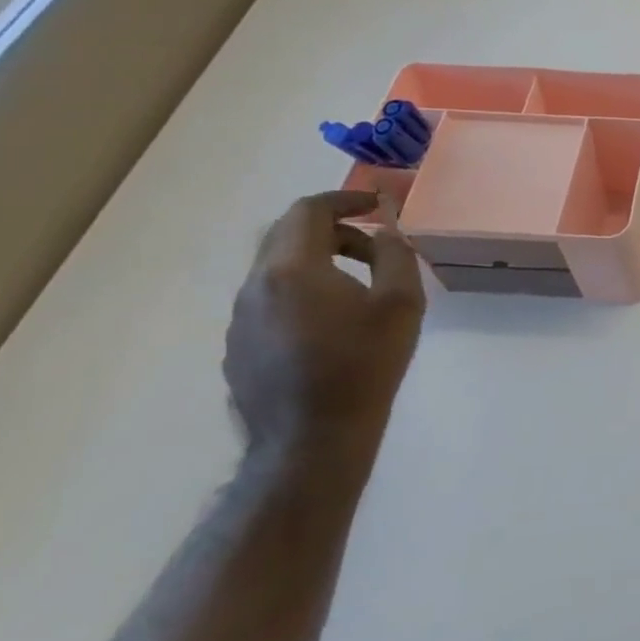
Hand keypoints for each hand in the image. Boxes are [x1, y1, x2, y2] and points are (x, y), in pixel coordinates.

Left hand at [224, 190, 425, 465]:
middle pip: (286, 235)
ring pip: (275, 269)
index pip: (308, 210)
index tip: (377, 204)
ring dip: (316, 260)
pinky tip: (330, 323)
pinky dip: (300, 291)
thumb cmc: (364, 365)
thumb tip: (384, 232)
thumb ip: (395, 255)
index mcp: (291, 270)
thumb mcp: (401, 303)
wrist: (312, 441)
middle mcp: (255, 286)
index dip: (345, 199)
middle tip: (373, 243)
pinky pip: (268, 301)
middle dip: (332, 228)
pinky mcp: (238, 348)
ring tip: (356, 284)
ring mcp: (239, 320)